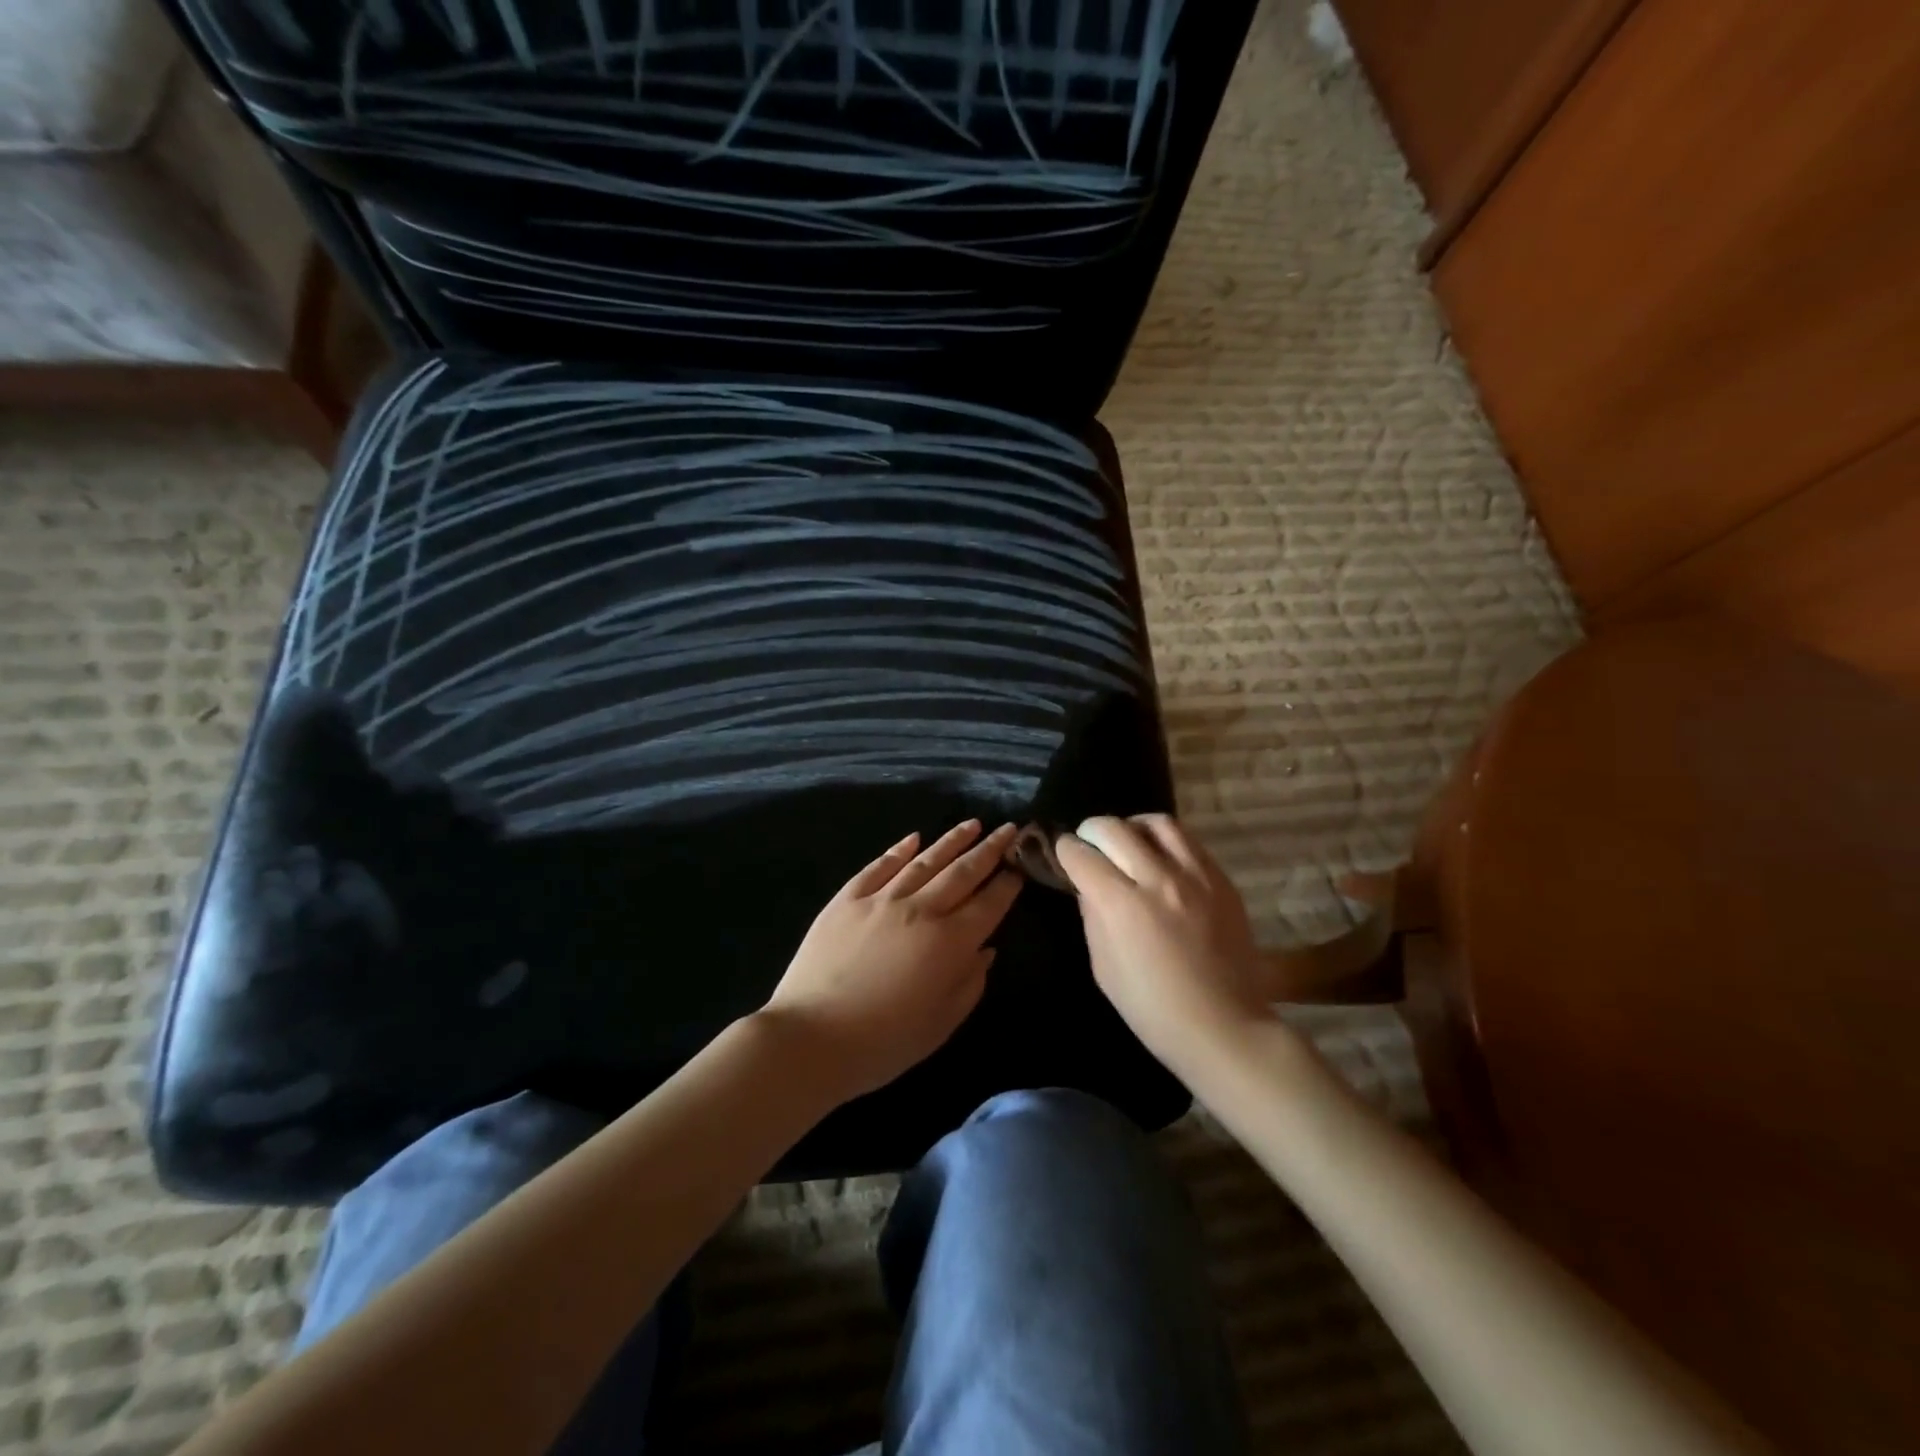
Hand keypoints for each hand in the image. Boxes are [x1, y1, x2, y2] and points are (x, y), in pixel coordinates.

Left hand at [761, 820, 1022, 1102]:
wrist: (810, 1038)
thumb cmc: (883, 1043)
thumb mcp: (941, 1024)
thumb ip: (970, 983)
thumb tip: (986, 949)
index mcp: (949, 943)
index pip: (988, 904)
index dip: (1007, 884)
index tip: (1021, 866)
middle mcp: (920, 910)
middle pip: (962, 872)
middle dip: (989, 849)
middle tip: (1008, 829)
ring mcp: (881, 899)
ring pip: (925, 861)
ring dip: (952, 840)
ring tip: (972, 824)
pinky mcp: (847, 899)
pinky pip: (879, 866)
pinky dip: (899, 850)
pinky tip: (914, 838)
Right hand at [1055, 815, 1273, 1071]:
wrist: (1223, 1026)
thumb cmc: (1152, 1009)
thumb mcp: (1103, 967)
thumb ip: (1092, 917)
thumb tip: (1088, 885)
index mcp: (1122, 904)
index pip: (1081, 855)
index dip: (1065, 850)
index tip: (1063, 853)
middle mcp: (1158, 879)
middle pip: (1114, 828)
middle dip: (1091, 830)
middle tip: (1088, 844)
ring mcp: (1196, 876)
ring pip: (1157, 822)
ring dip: (1133, 826)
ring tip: (1128, 841)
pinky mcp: (1222, 880)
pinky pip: (1189, 842)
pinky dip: (1166, 842)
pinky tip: (1161, 859)